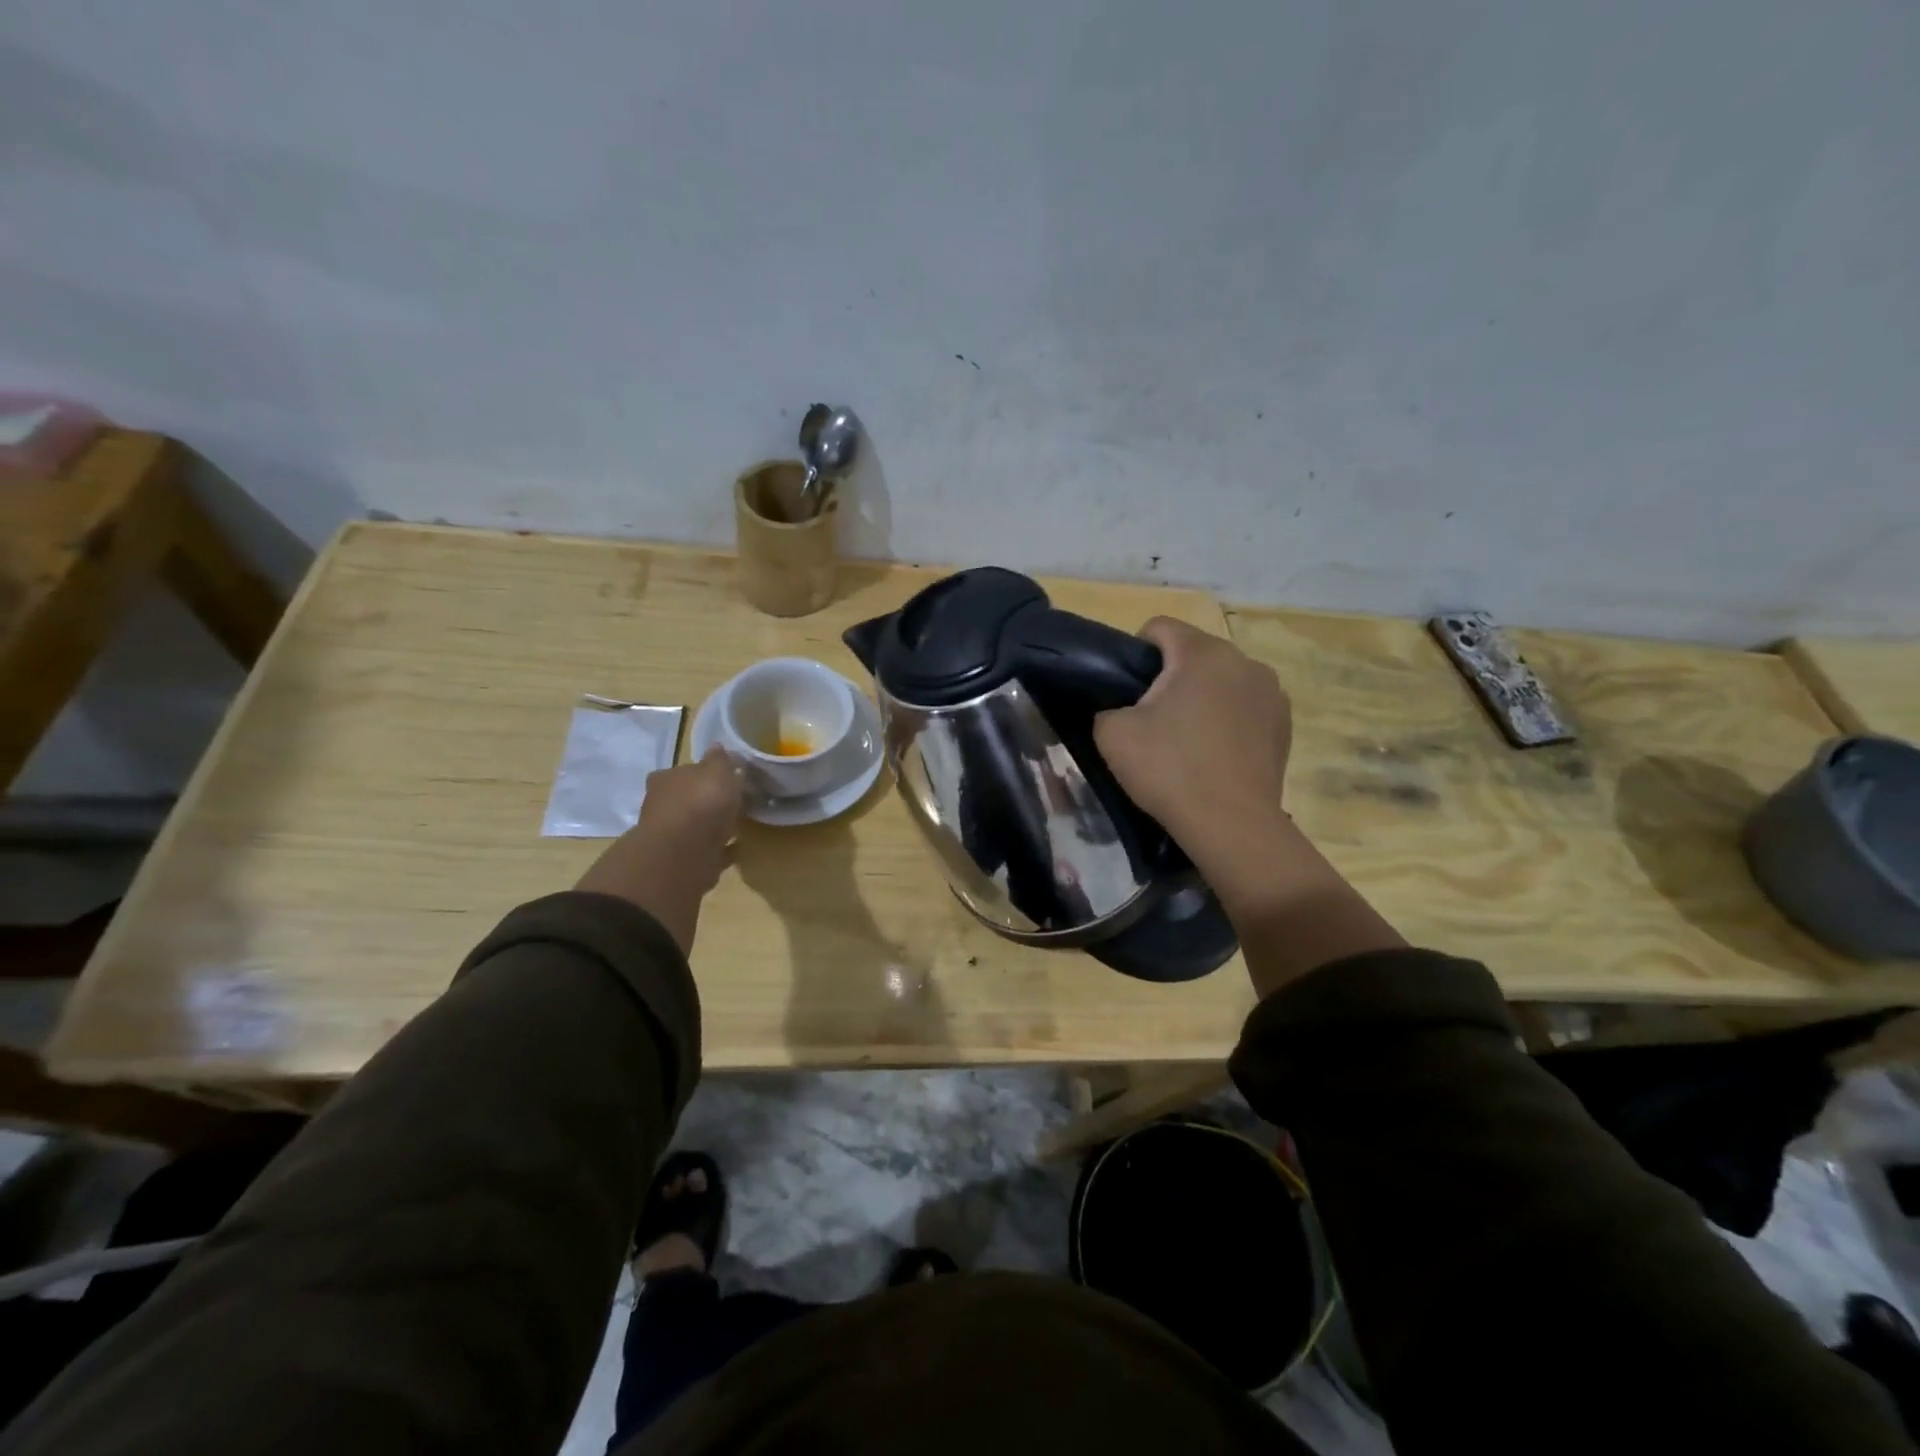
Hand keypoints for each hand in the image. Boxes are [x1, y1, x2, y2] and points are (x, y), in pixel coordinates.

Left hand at [575, 749, 743, 953]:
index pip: (682, 771)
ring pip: (695, 827)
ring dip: (712, 827)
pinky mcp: (681, 862)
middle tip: (734, 802)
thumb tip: (717, 747)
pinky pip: (705, 851)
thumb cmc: (701, 803)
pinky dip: (719, 850)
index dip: (703, 773)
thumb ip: (720, 760)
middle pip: (687, 800)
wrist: (684, 854)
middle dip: (707, 802)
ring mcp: (669, 837)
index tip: (726, 777)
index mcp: (666, 779)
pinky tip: (736, 849)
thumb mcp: (717, 770)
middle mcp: (661, 806)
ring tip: (739, 826)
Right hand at [1093, 618, 1293, 875]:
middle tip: (1151, 719)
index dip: (1134, 652)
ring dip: (1202, 696)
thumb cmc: (1169, 769)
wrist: (1231, 825)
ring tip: (1187, 739)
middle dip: (1170, 676)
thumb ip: (1107, 706)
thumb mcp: (1112, 734)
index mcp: (1203, 652)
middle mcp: (1244, 660)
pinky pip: (1245, 706)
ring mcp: (1272, 692)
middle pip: (1194, 653)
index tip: (1125, 689)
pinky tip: (1216, 753)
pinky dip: (1227, 719)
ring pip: (1222, 680)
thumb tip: (1120, 708)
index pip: (1159, 627)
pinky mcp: (1285, 724)